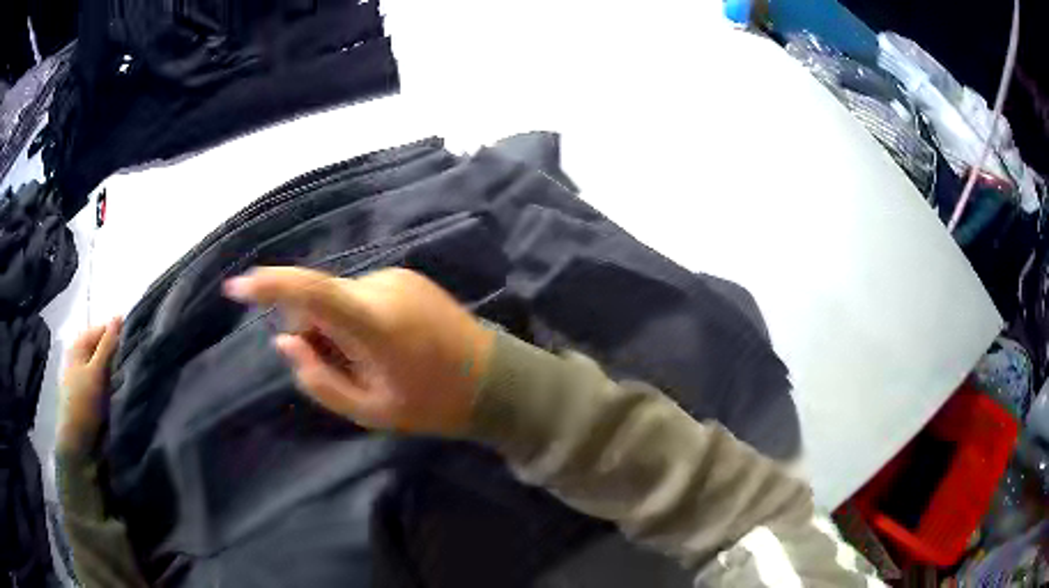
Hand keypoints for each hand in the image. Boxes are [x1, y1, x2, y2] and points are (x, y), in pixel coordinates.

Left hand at [58, 317, 121, 452]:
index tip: (134, 343)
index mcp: (78, 347)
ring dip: (117, 371)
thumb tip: (119, 316)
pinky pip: (106, 384)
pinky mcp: (92, 397)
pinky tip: (123, 391)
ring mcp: (86, 379)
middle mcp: (81, 359)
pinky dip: (114, 385)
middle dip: (117, 354)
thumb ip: (108, 345)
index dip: (116, 334)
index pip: (101, 330)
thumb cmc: (83, 404)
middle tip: (133, 361)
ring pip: (105, 367)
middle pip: (102, 348)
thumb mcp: (96, 372)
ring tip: (131, 376)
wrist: (79, 444)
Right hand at [223, 267, 494, 435]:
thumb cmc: (431, 404)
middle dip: (311, 330)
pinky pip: (358, 294)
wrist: (493, 379)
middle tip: (340, 368)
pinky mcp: (405, 276)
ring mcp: (396, 276)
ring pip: (337, 297)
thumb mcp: (369, 410)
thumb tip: (285, 342)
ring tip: (370, 359)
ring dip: (334, 326)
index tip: (235, 288)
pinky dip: (353, 316)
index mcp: (373, 322)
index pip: (310, 291)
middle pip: (318, 299)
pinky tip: (383, 343)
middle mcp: (381, 286)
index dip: (269, 285)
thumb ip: (318, 379)